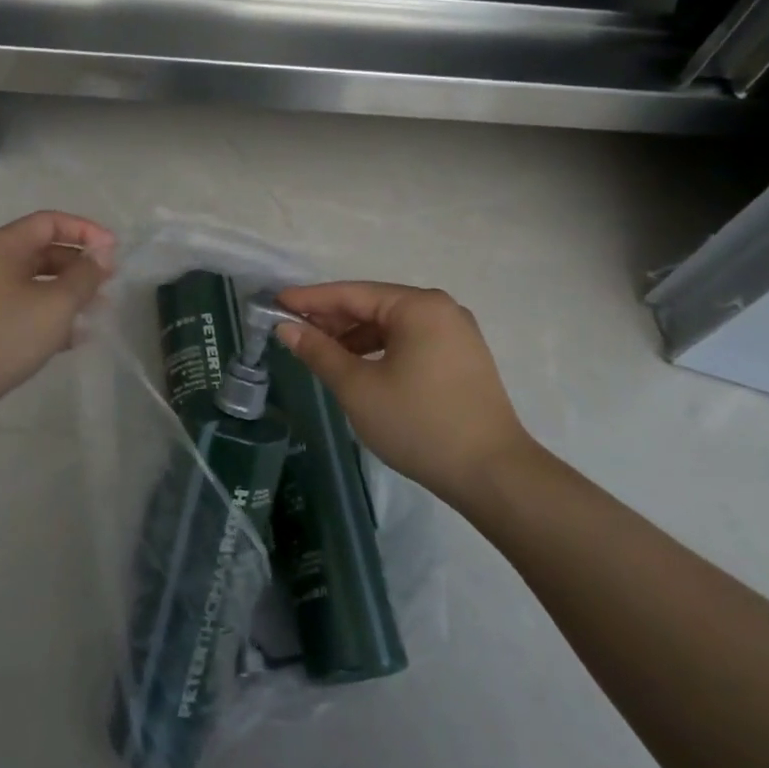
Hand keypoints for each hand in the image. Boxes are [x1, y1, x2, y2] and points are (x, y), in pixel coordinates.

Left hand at [0, 211, 115, 418]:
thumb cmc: (6, 334)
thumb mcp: (56, 303)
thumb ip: (85, 275)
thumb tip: (102, 255)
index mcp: (4, 245)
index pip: (50, 222)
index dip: (86, 230)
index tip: (114, 251)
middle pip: (44, 250)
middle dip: (80, 264)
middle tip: (109, 282)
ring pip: (37, 281)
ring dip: (69, 291)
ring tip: (98, 310)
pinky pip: (26, 306)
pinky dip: (51, 313)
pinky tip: (75, 337)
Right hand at [274, 282, 534, 499]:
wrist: (492, 474)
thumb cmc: (419, 424)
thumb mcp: (358, 388)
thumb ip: (319, 352)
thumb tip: (287, 327)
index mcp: (418, 306)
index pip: (352, 293)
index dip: (310, 299)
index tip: (275, 303)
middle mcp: (441, 309)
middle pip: (373, 305)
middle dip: (332, 319)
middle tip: (292, 330)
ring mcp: (456, 333)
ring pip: (392, 325)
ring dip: (355, 336)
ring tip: (320, 352)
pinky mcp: (462, 358)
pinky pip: (410, 341)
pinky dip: (380, 349)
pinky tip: (358, 366)